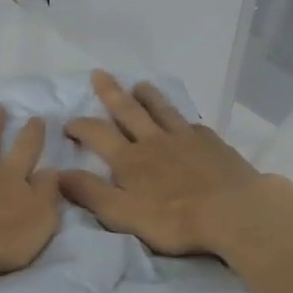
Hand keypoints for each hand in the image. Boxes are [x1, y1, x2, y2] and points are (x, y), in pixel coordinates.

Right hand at [60, 71, 292, 256]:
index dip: (80, 126)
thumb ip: (89, 192)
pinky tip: (184, 121)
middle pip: (128, 111)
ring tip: (140, 85)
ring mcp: (186, 140)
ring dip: (148, 97)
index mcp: (129, 160)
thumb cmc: (174, 219)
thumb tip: (57, 173)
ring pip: (162, 110)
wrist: (234, 213)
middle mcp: (154, 141)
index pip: (97, 134)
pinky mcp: (213, 145)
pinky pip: (192, 125)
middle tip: (99, 74)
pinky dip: (182, 120)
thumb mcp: (121, 213)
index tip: (68, 123)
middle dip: (111, 93)